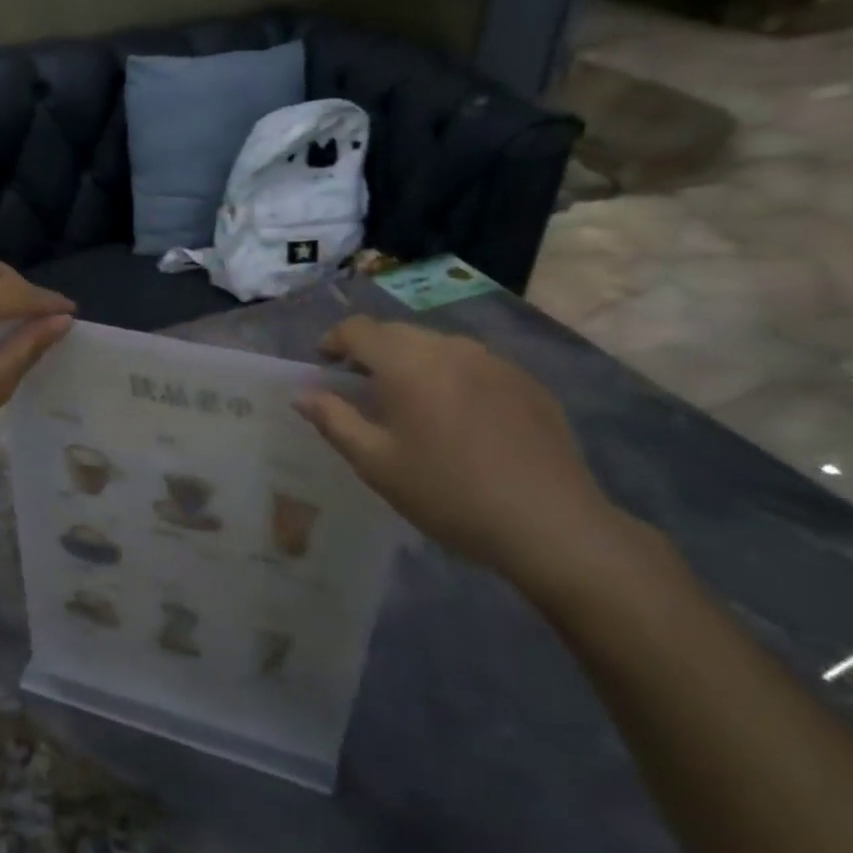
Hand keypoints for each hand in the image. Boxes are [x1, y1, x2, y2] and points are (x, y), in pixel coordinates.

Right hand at [295, 318, 656, 596]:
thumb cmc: (447, 493)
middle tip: (362, 389)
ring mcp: (494, 361)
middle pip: (398, 333)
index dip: (334, 340)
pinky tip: (461, 419)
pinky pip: (474, 365)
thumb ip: (334, 421)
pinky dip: (453, 378)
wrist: (549, 523)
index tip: (325, 364)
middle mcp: (450, 347)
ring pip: (438, 346)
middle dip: (372, 352)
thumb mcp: (376, 464)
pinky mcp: (526, 381)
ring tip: (412, 404)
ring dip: (413, 363)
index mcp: (407, 363)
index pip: (359, 329)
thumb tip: (303, 394)